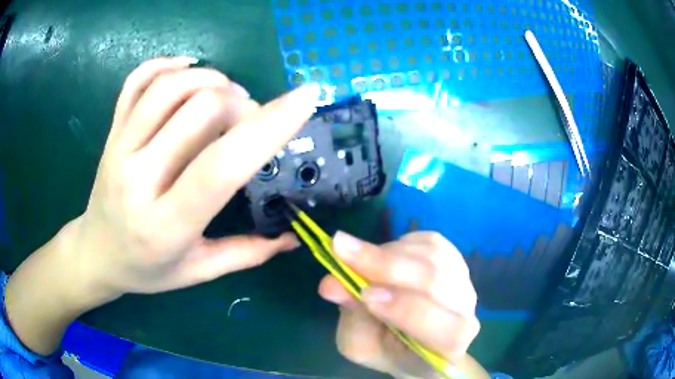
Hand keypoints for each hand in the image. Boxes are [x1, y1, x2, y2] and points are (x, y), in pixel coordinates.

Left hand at [6, 57, 320, 355]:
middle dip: (241, 104)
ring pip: (172, 86)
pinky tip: (188, 70)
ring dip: (212, 80)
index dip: (269, 126)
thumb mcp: (197, 272)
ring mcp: (119, 147)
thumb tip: (293, 238)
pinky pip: (138, 79)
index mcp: (166, 224)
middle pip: (200, 109)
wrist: (96, 253)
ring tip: (225, 98)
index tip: (305, 99)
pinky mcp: (111, 130)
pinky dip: (168, 64)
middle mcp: (138, 178)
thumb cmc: (145, 270)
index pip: (222, 165)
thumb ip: (246, 254)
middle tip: (249, 121)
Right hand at [319, 231, 482, 377]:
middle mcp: (466, 311)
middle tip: (340, 248)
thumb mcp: (362, 346)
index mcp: (449, 345)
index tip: (363, 293)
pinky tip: (383, 253)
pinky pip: (431, 242)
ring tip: (357, 256)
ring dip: (388, 251)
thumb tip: (331, 283)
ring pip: (432, 256)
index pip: (442, 326)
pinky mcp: (455, 259)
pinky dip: (401, 243)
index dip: (404, 308)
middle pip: (435, 281)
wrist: (414, 341)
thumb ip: (353, 318)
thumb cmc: (389, 351)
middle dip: (386, 265)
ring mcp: (463, 281)